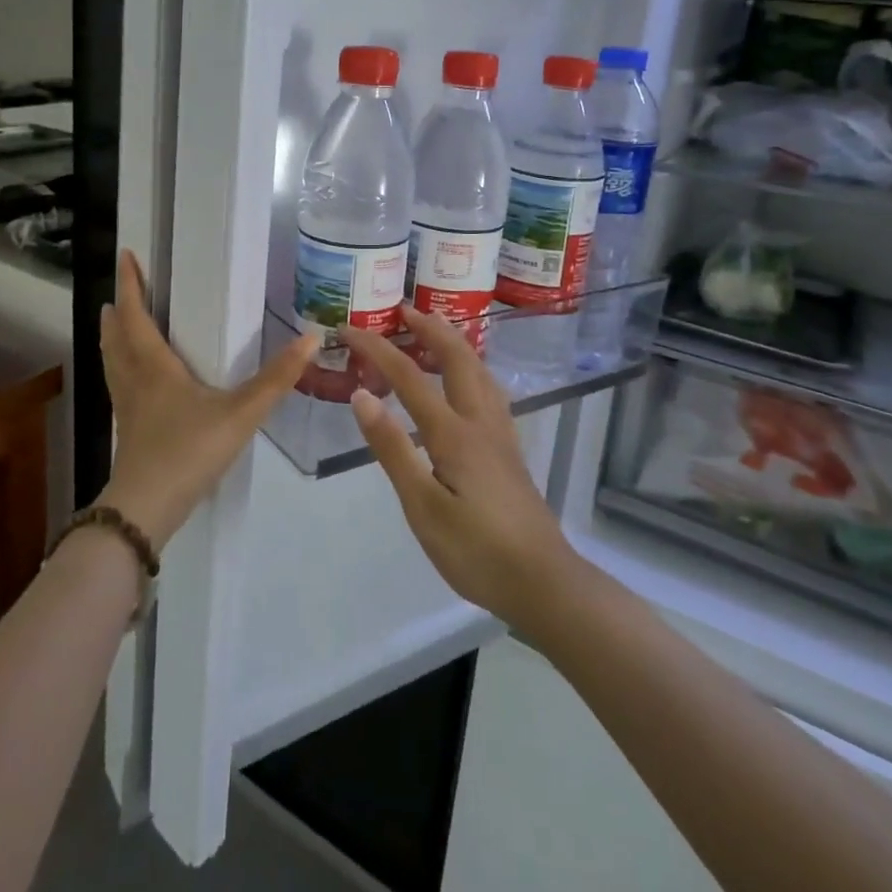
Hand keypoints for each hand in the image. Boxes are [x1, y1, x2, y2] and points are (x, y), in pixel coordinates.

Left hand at [97, 251, 317, 546]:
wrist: (147, 509)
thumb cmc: (189, 451)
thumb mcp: (241, 413)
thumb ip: (276, 379)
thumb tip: (311, 339)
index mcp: (154, 366)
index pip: (135, 315)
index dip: (130, 285)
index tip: (126, 256)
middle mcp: (134, 380)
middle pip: (117, 336)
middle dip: (118, 310)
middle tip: (121, 290)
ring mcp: (126, 407)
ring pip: (112, 362)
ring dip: (113, 338)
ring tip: (115, 324)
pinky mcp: (128, 430)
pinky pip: (118, 385)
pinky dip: (120, 368)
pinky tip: (136, 381)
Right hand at [342, 307, 580, 630]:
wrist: (543, 582)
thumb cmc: (476, 551)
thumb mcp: (423, 507)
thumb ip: (393, 449)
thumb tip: (361, 396)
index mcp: (454, 433)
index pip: (409, 376)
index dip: (376, 348)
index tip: (348, 328)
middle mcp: (480, 421)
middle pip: (456, 357)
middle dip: (428, 328)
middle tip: (402, 309)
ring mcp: (500, 433)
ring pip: (479, 370)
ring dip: (454, 342)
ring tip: (434, 329)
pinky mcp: (509, 449)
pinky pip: (489, 389)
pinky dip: (471, 367)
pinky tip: (468, 379)